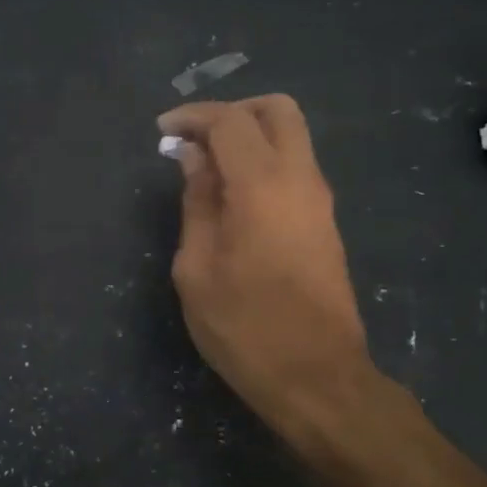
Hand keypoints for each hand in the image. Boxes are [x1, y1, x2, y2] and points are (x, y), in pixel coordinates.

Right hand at [160, 95, 375, 450]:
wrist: (316, 377)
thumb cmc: (244, 326)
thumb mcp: (197, 267)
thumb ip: (197, 202)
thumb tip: (194, 157)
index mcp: (262, 186)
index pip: (230, 121)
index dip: (192, 117)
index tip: (161, 130)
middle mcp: (300, 179)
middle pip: (277, 110)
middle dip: (232, 111)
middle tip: (195, 139)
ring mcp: (320, 200)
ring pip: (292, 137)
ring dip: (249, 137)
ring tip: (206, 169)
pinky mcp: (324, 222)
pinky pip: (295, 167)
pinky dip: (263, 161)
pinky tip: (232, 196)